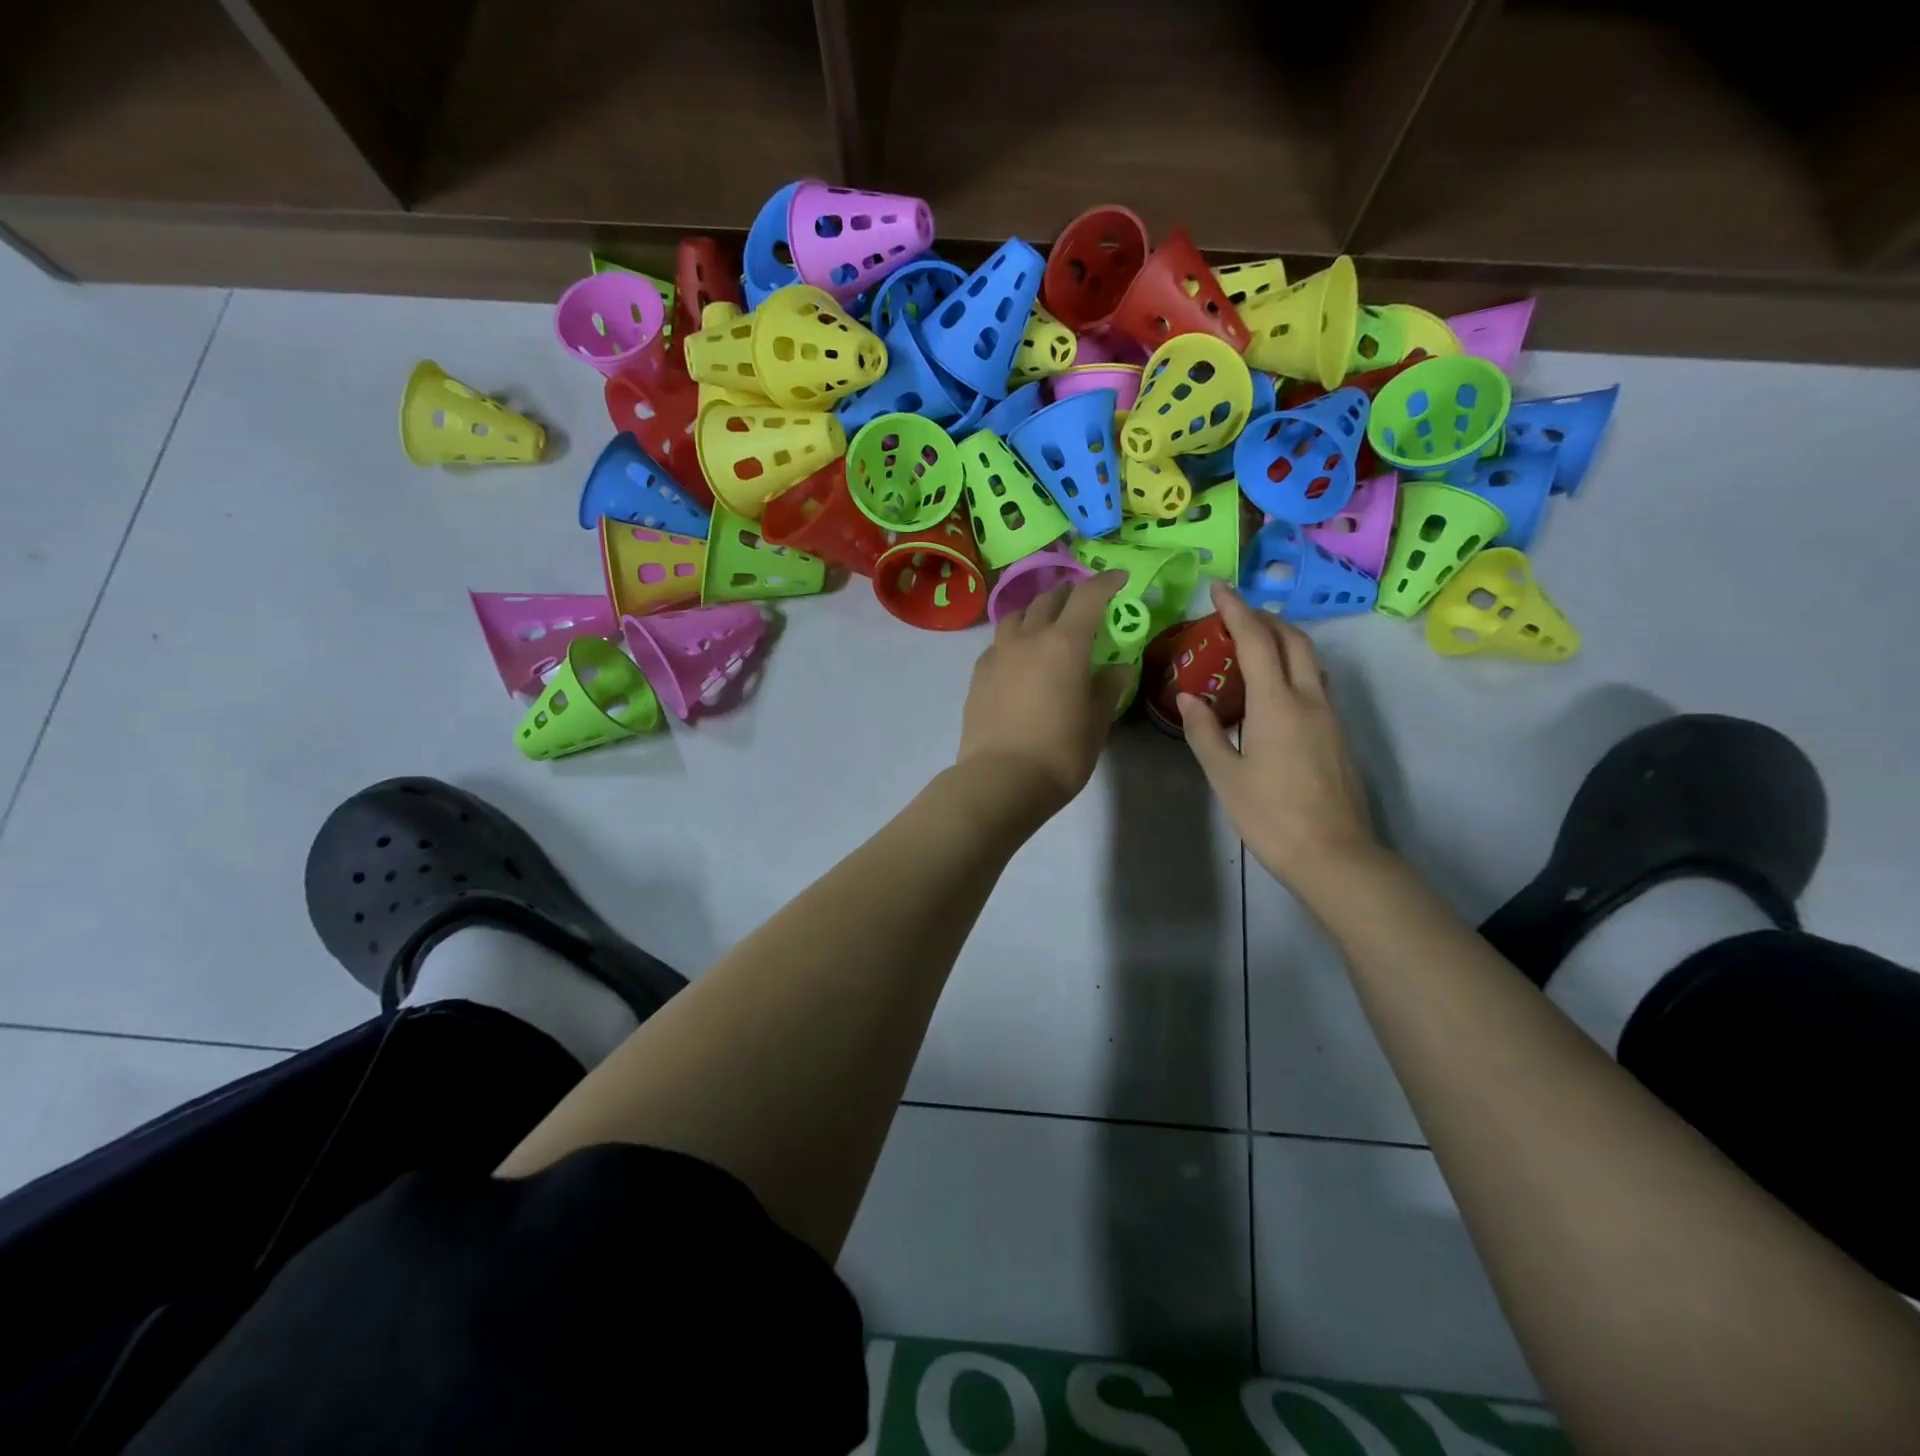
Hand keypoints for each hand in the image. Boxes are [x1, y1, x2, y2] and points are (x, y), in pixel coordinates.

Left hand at [957, 571, 1134, 817]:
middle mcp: (1028, 638)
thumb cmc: (1059, 754)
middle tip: (1083, 603)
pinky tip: (1018, 658)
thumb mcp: (1096, 723)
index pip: (1088, 596)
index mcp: (1065, 644)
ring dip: (1036, 612)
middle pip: (1049, 599)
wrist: (999, 780)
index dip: (1106, 582)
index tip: (1119, 579)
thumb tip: (1117, 668)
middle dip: (1070, 594)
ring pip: (1016, 615)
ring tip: (1046, 625)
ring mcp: (997, 654)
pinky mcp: (977, 675)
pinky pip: (998, 643)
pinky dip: (1013, 639)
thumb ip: (1107, 689)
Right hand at [1179, 581, 1378, 892]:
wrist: (1334, 855)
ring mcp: (1329, 716)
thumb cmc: (1271, 816)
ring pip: (1310, 659)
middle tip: (1234, 615)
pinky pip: (1315, 682)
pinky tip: (1272, 687)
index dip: (1236, 609)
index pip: (1256, 641)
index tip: (1217, 588)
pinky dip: (1292, 666)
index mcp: (1277, 704)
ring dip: (1283, 639)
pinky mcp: (1337, 734)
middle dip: (1264, 617)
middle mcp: (1309, 699)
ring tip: (1252, 644)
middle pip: (1293, 639)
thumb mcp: (1225, 776)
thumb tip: (1188, 697)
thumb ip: (1204, 731)